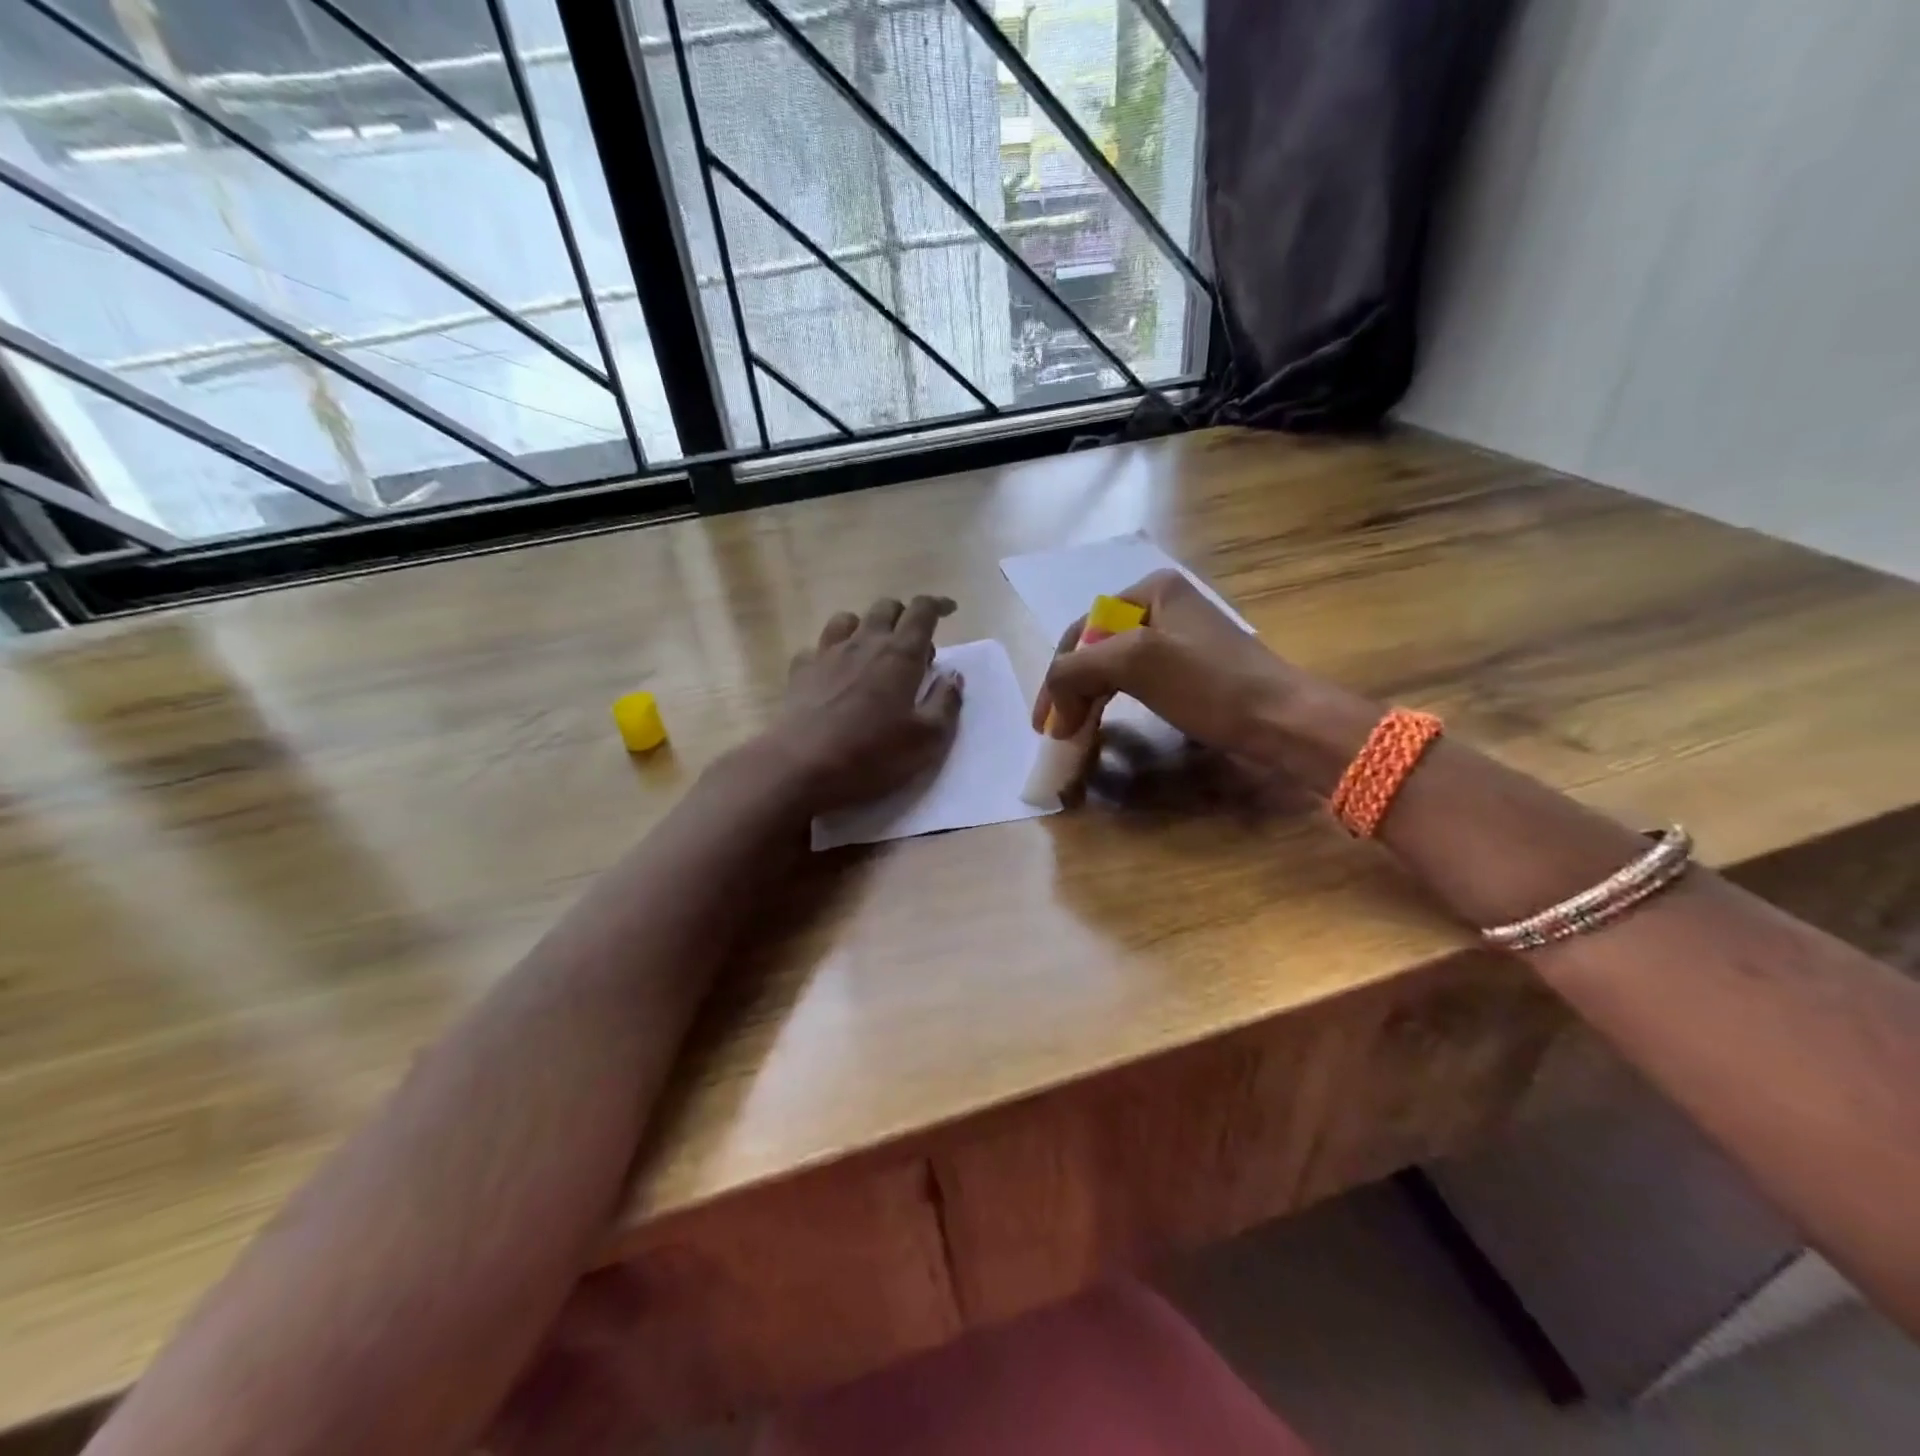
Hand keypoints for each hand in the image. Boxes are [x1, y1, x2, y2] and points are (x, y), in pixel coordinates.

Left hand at [772, 595, 963, 812]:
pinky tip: (834, 673)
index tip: (949, 610)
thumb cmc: (872, 754)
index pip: (922, 611)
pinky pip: (818, 647)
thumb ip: (945, 702)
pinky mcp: (800, 671)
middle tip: (915, 646)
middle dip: (904, 615)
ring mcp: (827, 654)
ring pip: (848, 619)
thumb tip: (953, 675)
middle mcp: (864, 643)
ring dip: (866, 627)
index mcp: (900, 655)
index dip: (938, 605)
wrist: (801, 767)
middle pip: (885, 608)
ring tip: (873, 651)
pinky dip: (832, 653)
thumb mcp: (927, 739)